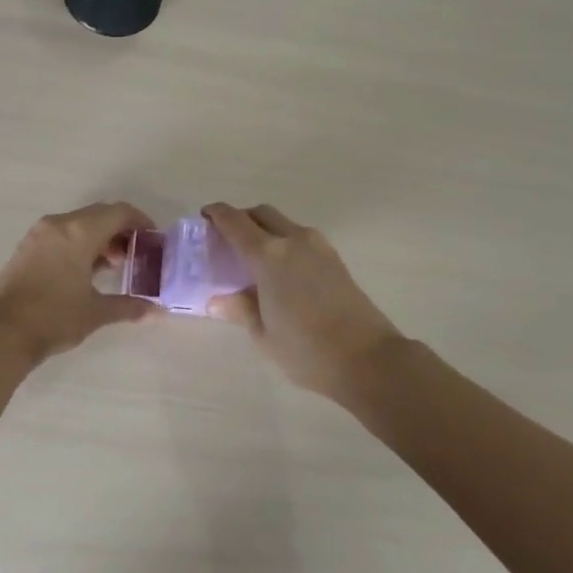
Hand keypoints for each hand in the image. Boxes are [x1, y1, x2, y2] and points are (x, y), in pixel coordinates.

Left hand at [0, 203, 157, 363]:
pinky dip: (78, 243)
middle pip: (99, 214)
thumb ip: (129, 306)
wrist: (2, 333)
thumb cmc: (54, 318)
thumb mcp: (96, 312)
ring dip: (99, 237)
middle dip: (120, 231)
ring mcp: (39, 234)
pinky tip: (84, 271)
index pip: (118, 212)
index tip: (153, 239)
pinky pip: (61, 233)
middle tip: (135, 255)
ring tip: (111, 266)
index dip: (140, 222)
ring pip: (78, 223)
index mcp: (79, 231)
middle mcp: (59, 224)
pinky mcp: (26, 247)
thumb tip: (158, 311)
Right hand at [202, 203, 404, 397]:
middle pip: (261, 213)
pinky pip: (300, 237)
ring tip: (253, 257)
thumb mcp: (263, 334)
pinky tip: (280, 270)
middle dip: (241, 218)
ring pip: (283, 223)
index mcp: (268, 255)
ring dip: (265, 229)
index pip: (235, 222)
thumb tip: (218, 299)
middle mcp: (293, 240)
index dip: (217, 214)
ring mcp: (318, 247)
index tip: (204, 217)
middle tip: (226, 239)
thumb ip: (239, 308)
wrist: (368, 358)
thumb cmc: (306, 349)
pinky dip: (284, 241)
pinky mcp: (335, 258)